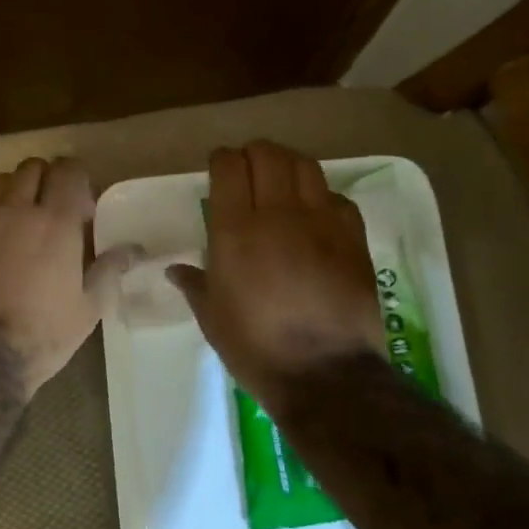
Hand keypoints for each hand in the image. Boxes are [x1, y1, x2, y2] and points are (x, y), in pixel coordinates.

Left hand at [0, 157, 137, 396]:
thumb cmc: (42, 335)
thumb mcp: (88, 308)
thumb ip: (109, 270)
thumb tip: (132, 250)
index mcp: (55, 222)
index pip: (68, 170)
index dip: (77, 179)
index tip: (81, 205)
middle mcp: (15, 210)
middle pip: (31, 168)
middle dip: (46, 180)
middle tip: (52, 211)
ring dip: (15, 192)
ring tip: (20, 223)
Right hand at [168, 141, 384, 409]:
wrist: (325, 373)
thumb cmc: (255, 347)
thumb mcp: (212, 317)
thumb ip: (194, 283)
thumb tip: (176, 270)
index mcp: (235, 231)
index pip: (228, 166)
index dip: (221, 160)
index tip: (218, 170)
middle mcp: (278, 214)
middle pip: (268, 154)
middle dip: (254, 154)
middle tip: (248, 172)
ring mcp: (321, 222)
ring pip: (305, 166)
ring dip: (288, 166)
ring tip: (281, 182)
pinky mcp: (353, 238)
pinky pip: (336, 197)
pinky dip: (321, 196)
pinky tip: (315, 214)